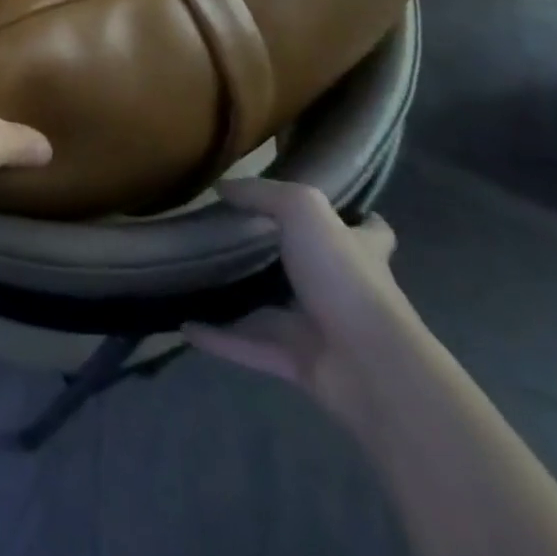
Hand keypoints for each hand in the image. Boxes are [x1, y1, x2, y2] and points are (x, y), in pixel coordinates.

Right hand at [182, 178, 420, 424]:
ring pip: (274, 311)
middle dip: (282, 258)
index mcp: (358, 254)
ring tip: (199, 280)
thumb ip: (262, 194)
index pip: (371, 232)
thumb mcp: (303, 211)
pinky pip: (248, 345)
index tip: (339, 208)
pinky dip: (218, 339)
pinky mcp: (298, 363)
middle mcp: (344, 291)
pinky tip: (185, 326)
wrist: (370, 368)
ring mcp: (321, 331)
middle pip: (315, 270)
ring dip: (242, 301)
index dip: (359, 219)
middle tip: (235, 237)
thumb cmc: (345, 279)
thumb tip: (222, 188)